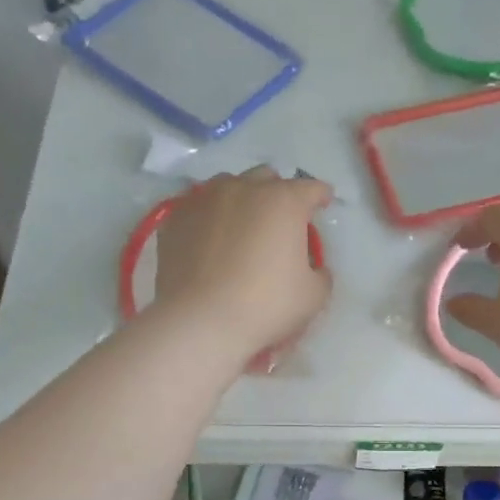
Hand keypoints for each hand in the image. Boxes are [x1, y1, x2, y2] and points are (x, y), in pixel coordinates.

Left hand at [154, 166, 332, 362]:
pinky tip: (212, 238)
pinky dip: (212, 216)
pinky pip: (200, 206)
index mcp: (284, 202)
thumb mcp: (314, 296)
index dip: (321, 196)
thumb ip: (320, 273)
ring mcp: (205, 199)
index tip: (324, 205)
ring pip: (230, 186)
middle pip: (268, 179)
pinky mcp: (176, 217)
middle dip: (279, 194)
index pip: (312, 188)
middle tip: (282, 220)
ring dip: (243, 199)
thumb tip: (313, 266)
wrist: (201, 321)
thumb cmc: (266, 306)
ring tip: (244, 224)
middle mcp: (244, 188)